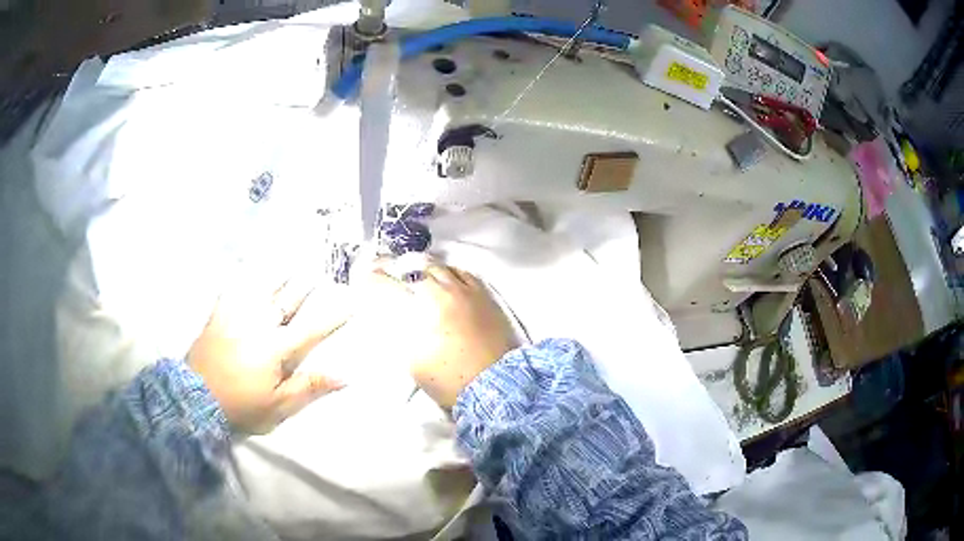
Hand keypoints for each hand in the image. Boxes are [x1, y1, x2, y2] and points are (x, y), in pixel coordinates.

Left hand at [187, 278, 349, 433]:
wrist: (195, 399)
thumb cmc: (242, 406)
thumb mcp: (279, 406)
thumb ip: (309, 387)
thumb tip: (344, 375)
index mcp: (276, 348)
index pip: (312, 329)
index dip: (333, 316)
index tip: (351, 302)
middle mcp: (259, 325)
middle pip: (287, 301)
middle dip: (305, 286)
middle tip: (319, 271)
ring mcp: (236, 317)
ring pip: (261, 289)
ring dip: (278, 276)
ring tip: (290, 262)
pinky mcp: (218, 317)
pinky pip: (231, 291)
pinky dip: (241, 278)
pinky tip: (244, 268)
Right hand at [368, 263, 518, 407]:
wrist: (495, 384)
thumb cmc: (450, 379)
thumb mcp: (414, 361)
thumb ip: (401, 334)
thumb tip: (394, 317)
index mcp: (421, 311)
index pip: (389, 286)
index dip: (373, 279)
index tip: (364, 275)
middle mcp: (442, 293)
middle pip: (413, 268)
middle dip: (395, 267)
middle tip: (384, 268)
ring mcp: (465, 291)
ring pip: (439, 266)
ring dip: (421, 267)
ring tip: (411, 270)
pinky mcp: (484, 295)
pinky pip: (462, 272)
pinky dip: (448, 271)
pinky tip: (444, 276)